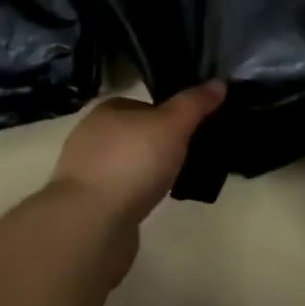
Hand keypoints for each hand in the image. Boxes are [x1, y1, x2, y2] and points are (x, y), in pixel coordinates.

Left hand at [48, 81, 226, 238]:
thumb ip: (194, 104)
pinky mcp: (86, 203)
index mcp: (106, 110)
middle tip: (189, 154)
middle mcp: (90, 135)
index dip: (169, 113)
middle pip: (135, 133)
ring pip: (127, 162)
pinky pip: (120, 189)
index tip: (192, 128)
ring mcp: (85, 171)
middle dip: (159, 143)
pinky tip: (152, 202)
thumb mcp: (173, 125)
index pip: (143, 104)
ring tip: (175, 180)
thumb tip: (219, 83)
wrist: (91, 222)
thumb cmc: (132, 162)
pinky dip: (136, 193)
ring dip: (147, 170)